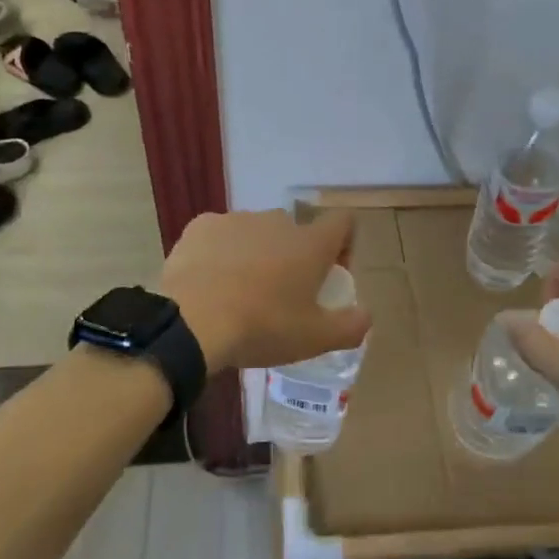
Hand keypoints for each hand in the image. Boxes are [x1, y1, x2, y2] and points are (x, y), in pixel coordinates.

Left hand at [159, 209, 371, 372]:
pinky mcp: (202, 226)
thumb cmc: (262, 327)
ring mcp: (237, 219)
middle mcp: (277, 221)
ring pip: (256, 233)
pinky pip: (220, 235)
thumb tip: (366, 314)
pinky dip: (221, 253)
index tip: (330, 274)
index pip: (343, 222)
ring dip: (256, 254)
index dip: (343, 244)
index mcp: (311, 243)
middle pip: (295, 231)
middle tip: (282, 294)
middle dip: (293, 256)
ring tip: (240, 292)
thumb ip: (351, 326)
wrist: (192, 321)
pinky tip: (210, 282)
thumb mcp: (316, 339)